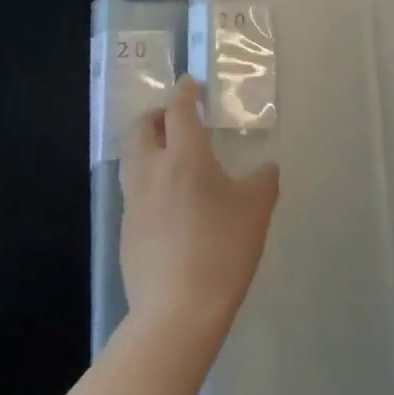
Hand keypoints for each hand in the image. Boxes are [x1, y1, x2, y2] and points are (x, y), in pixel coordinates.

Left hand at [121, 77, 279, 336]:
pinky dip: (146, 179)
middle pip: (142, 129)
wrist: (177, 311)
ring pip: (132, 158)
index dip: (185, 92)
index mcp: (185, 157)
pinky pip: (133, 190)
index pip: (179, 110)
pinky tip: (167, 200)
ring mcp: (134, 203)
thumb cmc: (223, 248)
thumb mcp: (257, 209)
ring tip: (169, 153)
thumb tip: (266, 167)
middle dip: (157, 115)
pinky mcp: (127, 231)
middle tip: (175, 117)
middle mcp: (153, 171)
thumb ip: (263, 180)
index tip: (191, 83)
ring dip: (147, 145)